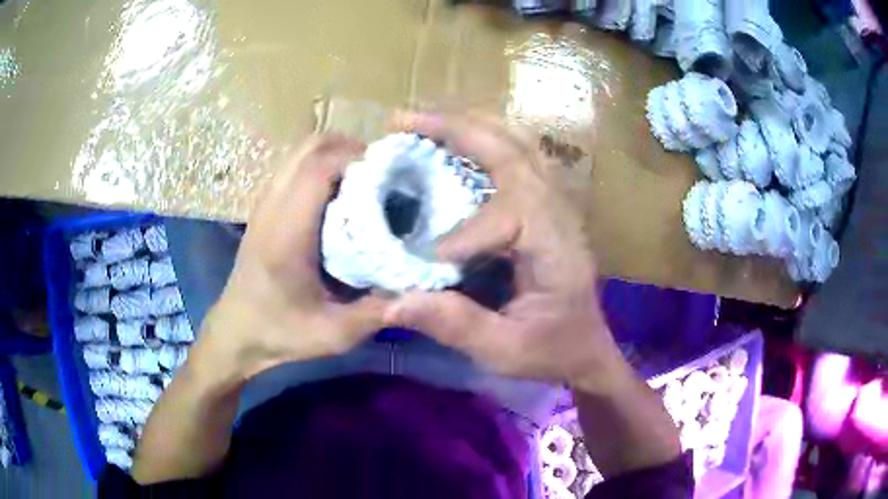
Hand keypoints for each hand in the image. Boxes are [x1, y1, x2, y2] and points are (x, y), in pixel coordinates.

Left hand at [200, 134, 388, 381]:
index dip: (359, 158)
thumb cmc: (280, 332)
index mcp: (287, 232)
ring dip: (336, 155)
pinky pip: (296, 166)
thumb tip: (420, 285)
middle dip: (351, 149)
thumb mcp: (334, 334)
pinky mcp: (265, 205)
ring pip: (302, 151)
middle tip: (380, 176)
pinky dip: (321, 166)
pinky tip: (338, 195)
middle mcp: (273, 206)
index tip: (390, 176)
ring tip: (363, 182)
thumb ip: (378, 311)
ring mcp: (265, 202)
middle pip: (312, 146)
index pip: (320, 166)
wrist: (236, 331)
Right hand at [386, 113, 631, 391]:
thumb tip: (391, 303)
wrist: (587, 347)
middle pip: (512, 149)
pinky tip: (452, 141)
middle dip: (454, 129)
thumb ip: (455, 326)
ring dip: (467, 125)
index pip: (507, 216)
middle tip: (402, 120)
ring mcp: (555, 201)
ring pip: (516, 142)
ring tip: (422, 121)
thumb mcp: (505, 351)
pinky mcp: (545, 203)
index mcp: (557, 247)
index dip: (462, 236)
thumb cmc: (552, 351)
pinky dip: (481, 139)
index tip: (428, 262)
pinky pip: (516, 155)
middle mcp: (559, 211)